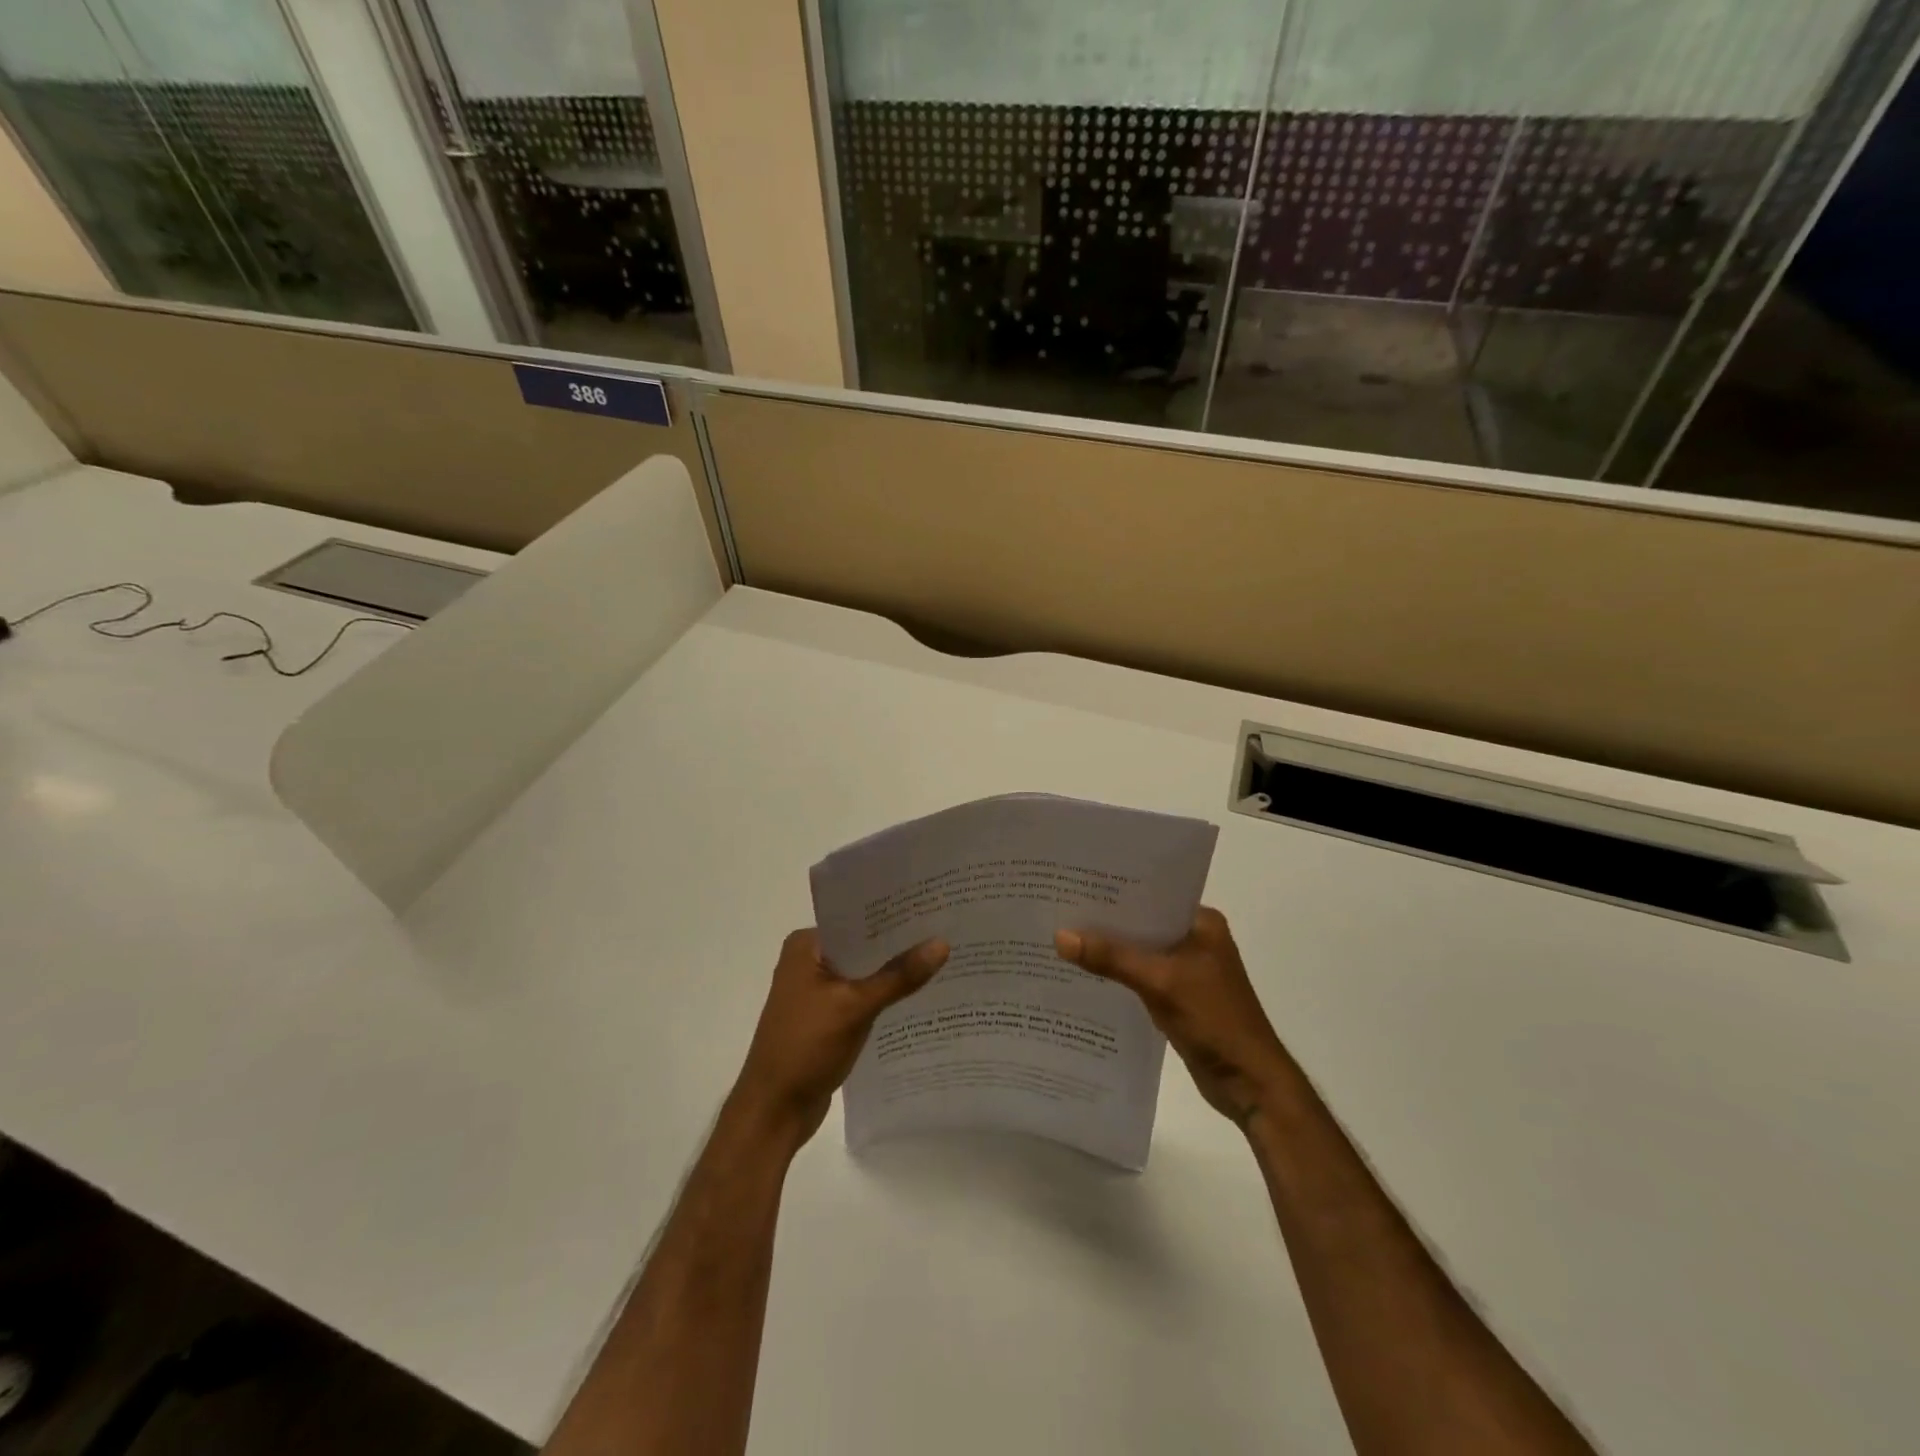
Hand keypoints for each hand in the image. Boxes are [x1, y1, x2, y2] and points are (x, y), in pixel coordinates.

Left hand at [731, 929, 948, 1149]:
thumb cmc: (805, 1047)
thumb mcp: (855, 1007)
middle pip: (862, 944)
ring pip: (864, 972)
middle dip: (898, 943)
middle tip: (946, 929)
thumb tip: (942, 943)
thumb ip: (898, 976)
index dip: (893, 914)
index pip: (856, 918)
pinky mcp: (827, 1017)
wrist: (774, 1111)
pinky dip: (884, 995)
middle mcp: (808, 961)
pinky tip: (920, 993)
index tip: (932, 905)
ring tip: (943, 957)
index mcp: (806, 945)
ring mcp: (816, 991)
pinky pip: (862, 996)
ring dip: (894, 971)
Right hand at [1056, 908, 1291, 1127]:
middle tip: (1059, 908)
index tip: (1074, 883)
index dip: (1114, 890)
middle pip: (1142, 923)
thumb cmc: (1215, 1020)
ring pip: (1140, 951)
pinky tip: (1085, 973)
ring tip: (1063, 937)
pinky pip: (1141, 976)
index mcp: (1201, 922)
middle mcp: (1195, 939)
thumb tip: (1060, 936)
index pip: (1152, 894)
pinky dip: (1118, 974)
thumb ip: (1111, 958)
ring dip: (1110, 950)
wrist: (1250, 1084)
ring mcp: (1188, 969)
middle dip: (1106, 921)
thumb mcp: (1159, 982)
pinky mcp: (1179, 996)